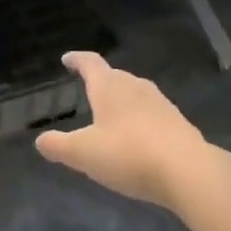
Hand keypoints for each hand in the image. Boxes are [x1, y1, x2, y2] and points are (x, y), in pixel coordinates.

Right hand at [35, 51, 225, 207]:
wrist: (190, 172)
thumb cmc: (129, 154)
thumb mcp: (83, 154)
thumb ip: (59, 146)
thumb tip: (40, 141)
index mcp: (109, 87)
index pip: (90, 63)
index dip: (77, 60)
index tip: (67, 59)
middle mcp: (135, 87)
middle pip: (114, 76)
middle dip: (100, 81)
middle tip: (88, 88)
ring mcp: (160, 103)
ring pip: (135, 94)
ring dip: (122, 100)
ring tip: (112, 114)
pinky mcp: (178, 123)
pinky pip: (152, 114)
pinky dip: (140, 120)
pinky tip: (139, 137)